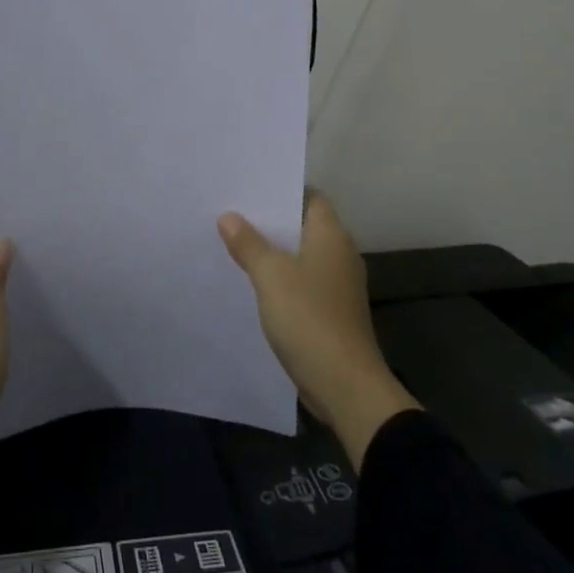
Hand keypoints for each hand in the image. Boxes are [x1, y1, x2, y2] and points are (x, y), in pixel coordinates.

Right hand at [218, 194, 418, 468]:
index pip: (310, 196)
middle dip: (269, 220)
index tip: (248, 186)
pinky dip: (279, 278)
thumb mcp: (271, 276)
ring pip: (299, 255)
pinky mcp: (330, 311)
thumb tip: (229, 216)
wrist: (345, 386)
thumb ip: (249, 244)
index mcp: (331, 236)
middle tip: (230, 212)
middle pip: (302, 225)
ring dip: (272, 251)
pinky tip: (251, 282)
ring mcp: (337, 285)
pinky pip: (301, 282)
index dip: (281, 189)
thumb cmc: (310, 318)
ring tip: (233, 242)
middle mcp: (339, 254)